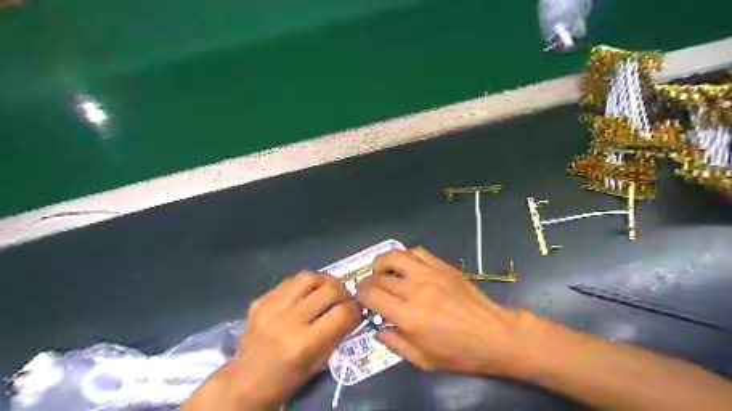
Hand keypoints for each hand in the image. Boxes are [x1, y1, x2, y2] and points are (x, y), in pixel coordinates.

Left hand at [179, 271, 358, 408]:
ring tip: (329, 289)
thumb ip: (336, 335)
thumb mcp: (317, 364)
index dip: (355, 309)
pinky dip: (304, 284)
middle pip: (329, 289)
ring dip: (325, 281)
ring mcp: (272, 307)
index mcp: (304, 343)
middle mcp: (288, 320)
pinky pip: (290, 281)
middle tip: (345, 298)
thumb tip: (352, 312)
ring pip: (309, 277)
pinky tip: (307, 293)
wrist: (242, 382)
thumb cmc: (284, 380)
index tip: (357, 311)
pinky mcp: (261, 300)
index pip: (342, 313)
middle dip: (344, 292)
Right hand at [354, 249, 532, 377]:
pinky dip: (405, 255)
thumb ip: (395, 343)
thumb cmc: (458, 353)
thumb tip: (379, 327)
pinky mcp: (443, 266)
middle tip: (367, 287)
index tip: (360, 298)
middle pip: (380, 277)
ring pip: (396, 256)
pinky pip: (417, 252)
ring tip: (379, 269)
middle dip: (367, 281)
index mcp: (408, 316)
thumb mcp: (423, 360)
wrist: (493, 334)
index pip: (372, 296)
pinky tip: (404, 264)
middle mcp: (415, 290)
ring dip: (381, 261)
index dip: (361, 295)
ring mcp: (430, 274)